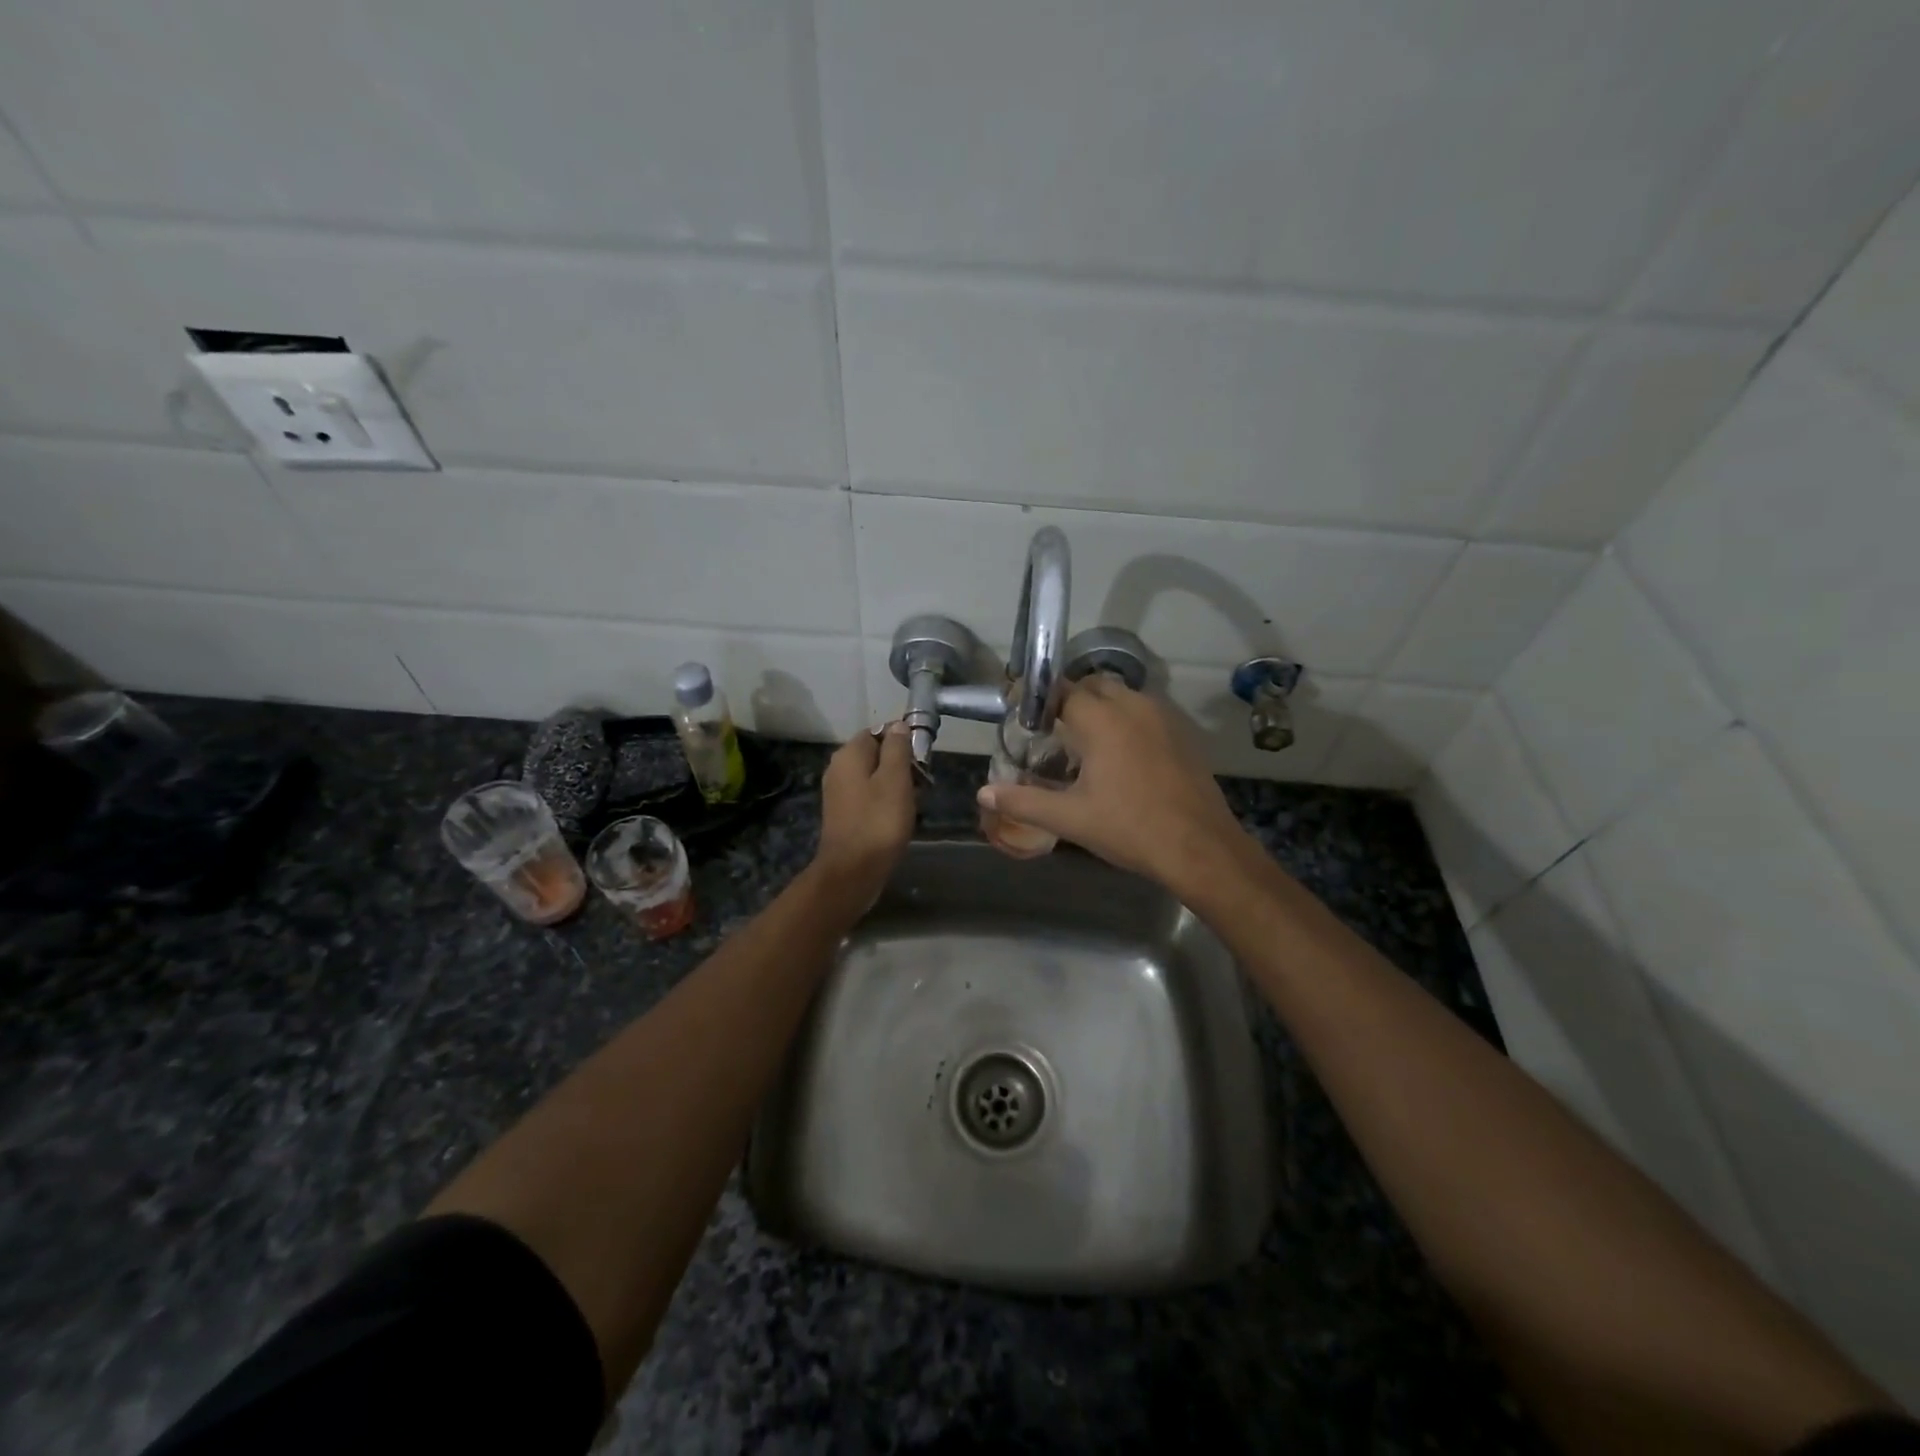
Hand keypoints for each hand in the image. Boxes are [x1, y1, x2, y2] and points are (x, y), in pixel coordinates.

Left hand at [813, 721, 916, 897]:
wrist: (852, 871)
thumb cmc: (878, 821)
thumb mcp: (895, 779)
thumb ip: (897, 749)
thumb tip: (899, 726)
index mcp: (849, 755)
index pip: (878, 731)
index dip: (902, 739)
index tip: (923, 756)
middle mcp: (839, 769)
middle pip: (876, 754)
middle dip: (901, 764)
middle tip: (923, 781)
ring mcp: (839, 793)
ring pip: (874, 777)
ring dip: (896, 785)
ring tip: (916, 800)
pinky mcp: (844, 814)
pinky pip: (869, 797)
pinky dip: (886, 802)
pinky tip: (900, 816)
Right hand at [976, 677, 1248, 893]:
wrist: (1200, 847)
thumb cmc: (1130, 828)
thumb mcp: (1070, 818)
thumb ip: (1023, 800)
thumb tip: (983, 792)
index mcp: (1102, 719)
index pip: (1061, 690)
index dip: (1038, 698)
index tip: (1021, 712)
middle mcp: (1133, 706)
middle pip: (1093, 685)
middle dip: (1070, 699)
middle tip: (1051, 729)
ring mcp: (1163, 717)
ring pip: (1123, 696)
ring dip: (1101, 707)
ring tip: (1085, 741)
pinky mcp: (1183, 732)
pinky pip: (1146, 712)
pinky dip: (1127, 720)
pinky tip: (1121, 755)